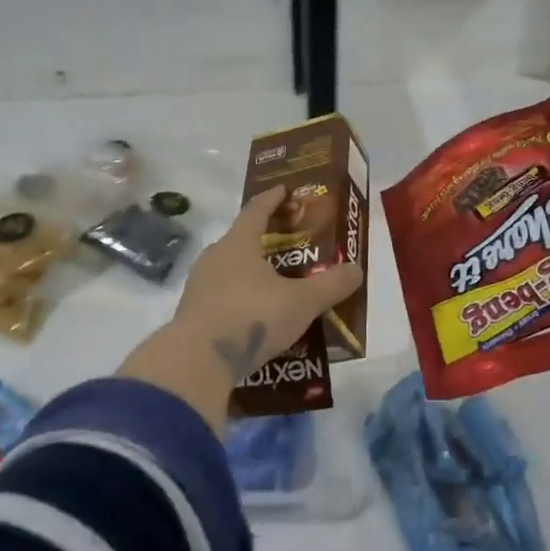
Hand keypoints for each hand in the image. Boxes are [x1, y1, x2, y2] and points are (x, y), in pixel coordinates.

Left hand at [117, 187, 364, 432]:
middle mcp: (214, 257)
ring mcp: (199, 285)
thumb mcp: (301, 302)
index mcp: (238, 244)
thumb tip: (356, 269)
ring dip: (251, 272)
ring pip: (230, 269)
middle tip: (288, 243)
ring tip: (275, 283)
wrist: (198, 361)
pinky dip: (241, 297)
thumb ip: (330, 285)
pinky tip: (256, 313)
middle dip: (264, 239)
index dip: (272, 198)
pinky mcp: (193, 312)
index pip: (256, 210)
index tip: (284, 189)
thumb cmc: (252, 317)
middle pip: (241, 239)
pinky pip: (222, 295)